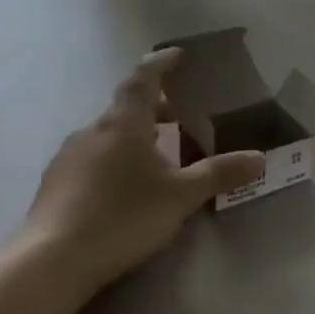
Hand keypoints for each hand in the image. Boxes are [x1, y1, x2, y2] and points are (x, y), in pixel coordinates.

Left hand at [22, 50, 264, 292]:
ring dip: (134, 137)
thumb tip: (259, 158)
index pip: (143, 79)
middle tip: (180, 118)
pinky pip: (93, 158)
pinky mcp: (55, 182)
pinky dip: (115, 159)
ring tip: (157, 158)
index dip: (161, 63)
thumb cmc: (124, 216)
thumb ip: (219, 173)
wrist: (54, 258)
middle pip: (127, 108)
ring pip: (108, 135)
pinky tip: (125, 188)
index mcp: (124, 123)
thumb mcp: (181, 196)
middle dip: (155, 108)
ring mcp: (68, 156)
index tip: (178, 55)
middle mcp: (93, 130)